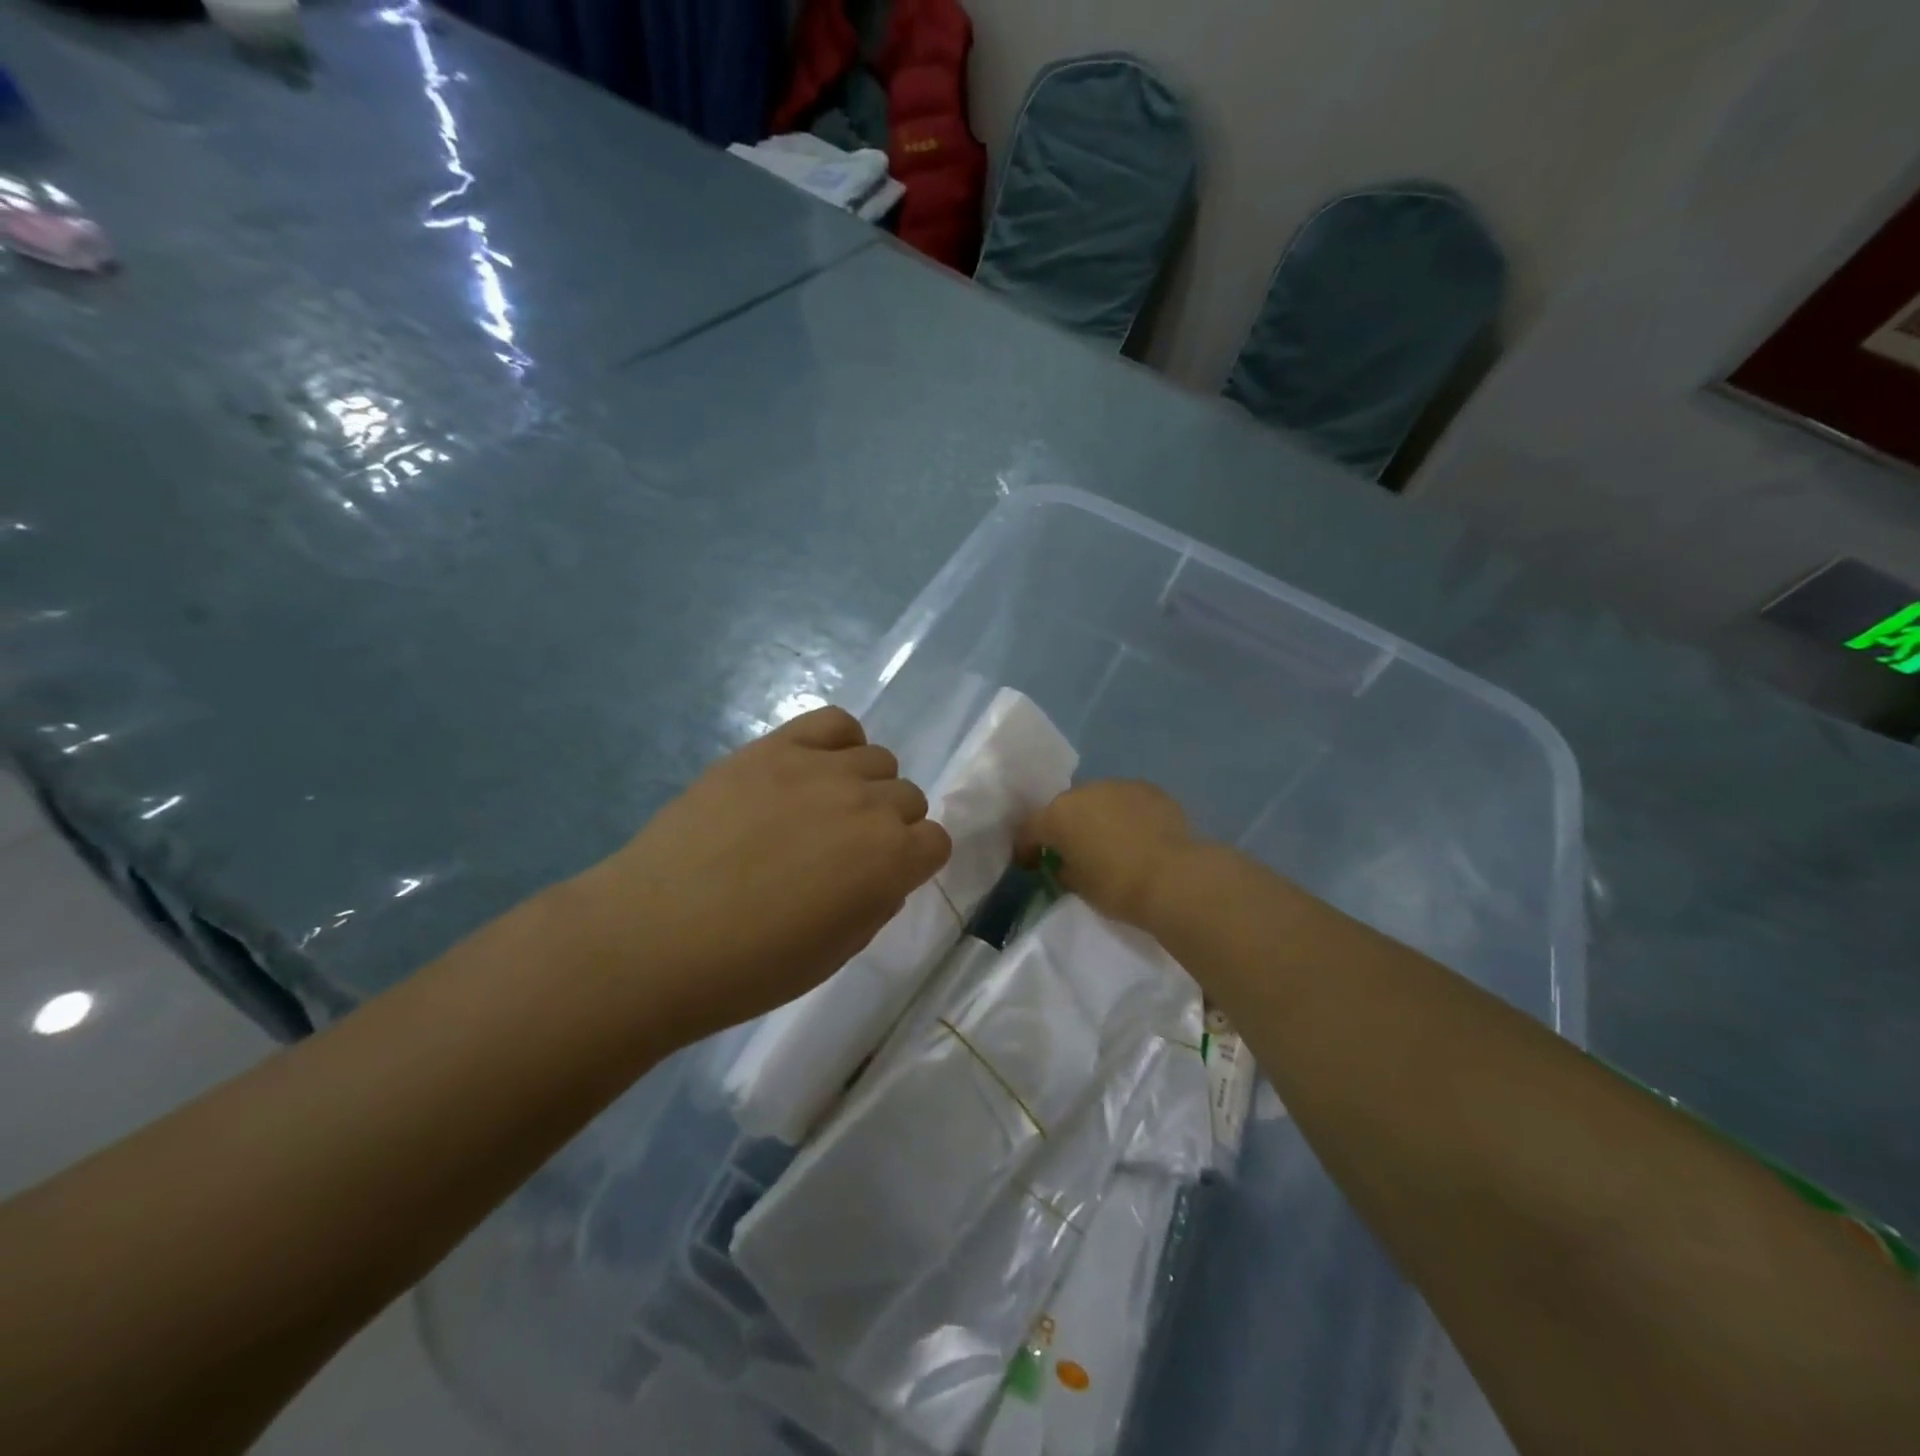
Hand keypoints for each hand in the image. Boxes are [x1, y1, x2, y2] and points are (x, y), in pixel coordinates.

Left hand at [561, 707, 950, 1043]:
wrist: (654, 937)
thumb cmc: (749, 967)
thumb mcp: (837, 952)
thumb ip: (877, 902)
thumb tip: (883, 872)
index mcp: (891, 861)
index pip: (936, 841)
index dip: (913, 862)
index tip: (883, 878)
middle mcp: (868, 804)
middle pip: (908, 796)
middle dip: (889, 826)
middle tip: (844, 852)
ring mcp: (819, 768)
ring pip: (877, 758)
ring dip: (864, 786)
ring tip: (821, 811)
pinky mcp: (773, 748)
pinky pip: (833, 722)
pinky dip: (838, 742)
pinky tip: (813, 769)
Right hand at [1018, 780, 1195, 928]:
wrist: (1174, 878)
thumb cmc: (1117, 886)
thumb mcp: (1079, 886)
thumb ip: (1065, 870)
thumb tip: (1065, 864)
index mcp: (1058, 815)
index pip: (1029, 828)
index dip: (1026, 848)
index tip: (1031, 865)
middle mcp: (1084, 791)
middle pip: (1065, 808)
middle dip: (1065, 827)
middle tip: (1073, 851)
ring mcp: (1119, 786)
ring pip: (1098, 800)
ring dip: (1097, 817)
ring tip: (1110, 842)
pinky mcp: (1150, 789)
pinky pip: (1127, 801)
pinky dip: (1126, 815)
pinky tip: (1138, 836)